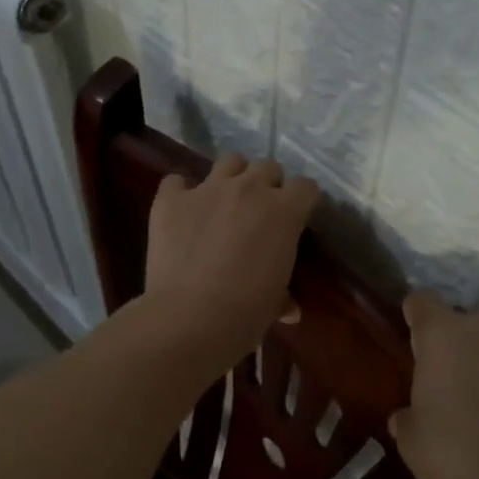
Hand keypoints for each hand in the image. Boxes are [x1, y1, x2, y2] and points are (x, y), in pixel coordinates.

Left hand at [144, 152, 319, 352]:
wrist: (190, 318)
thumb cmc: (246, 313)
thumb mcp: (274, 302)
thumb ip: (283, 295)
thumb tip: (289, 308)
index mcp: (284, 211)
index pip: (306, 187)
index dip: (302, 201)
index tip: (297, 217)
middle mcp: (249, 189)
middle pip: (268, 167)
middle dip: (268, 184)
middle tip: (260, 211)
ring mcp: (208, 189)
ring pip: (230, 160)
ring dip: (232, 176)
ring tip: (225, 200)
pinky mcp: (172, 200)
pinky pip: (176, 182)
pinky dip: (180, 192)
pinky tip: (181, 212)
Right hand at [390, 292, 478, 478]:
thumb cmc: (453, 453)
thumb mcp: (411, 440)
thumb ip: (407, 415)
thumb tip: (406, 415)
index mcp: (442, 332)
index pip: (421, 301)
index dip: (414, 318)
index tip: (413, 344)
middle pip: (462, 321)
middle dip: (454, 343)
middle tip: (447, 380)